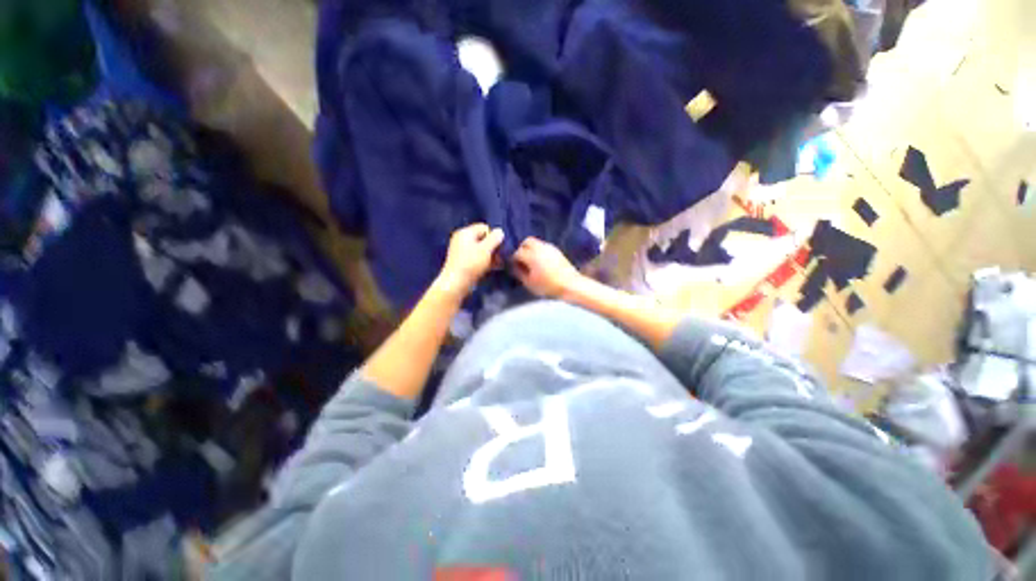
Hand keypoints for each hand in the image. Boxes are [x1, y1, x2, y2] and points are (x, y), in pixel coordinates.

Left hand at [434, 223, 504, 298]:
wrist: (456, 284)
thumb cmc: (471, 264)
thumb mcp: (485, 249)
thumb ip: (494, 239)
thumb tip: (500, 231)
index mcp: (465, 233)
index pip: (484, 227)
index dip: (493, 236)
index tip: (499, 247)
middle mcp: (462, 239)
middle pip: (482, 239)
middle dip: (493, 247)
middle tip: (501, 257)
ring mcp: (461, 251)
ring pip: (480, 250)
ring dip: (491, 255)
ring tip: (499, 264)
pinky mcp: (462, 262)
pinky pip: (476, 258)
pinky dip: (484, 261)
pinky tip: (493, 268)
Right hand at [513, 237, 584, 298]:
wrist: (571, 285)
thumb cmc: (548, 286)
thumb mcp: (529, 283)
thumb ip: (519, 273)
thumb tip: (514, 267)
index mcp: (531, 256)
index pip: (517, 252)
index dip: (513, 259)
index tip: (512, 266)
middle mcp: (540, 248)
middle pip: (526, 242)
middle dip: (521, 249)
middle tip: (520, 260)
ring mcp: (549, 247)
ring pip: (536, 242)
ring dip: (530, 249)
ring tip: (530, 261)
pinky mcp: (556, 250)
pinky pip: (543, 246)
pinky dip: (538, 251)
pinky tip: (540, 261)